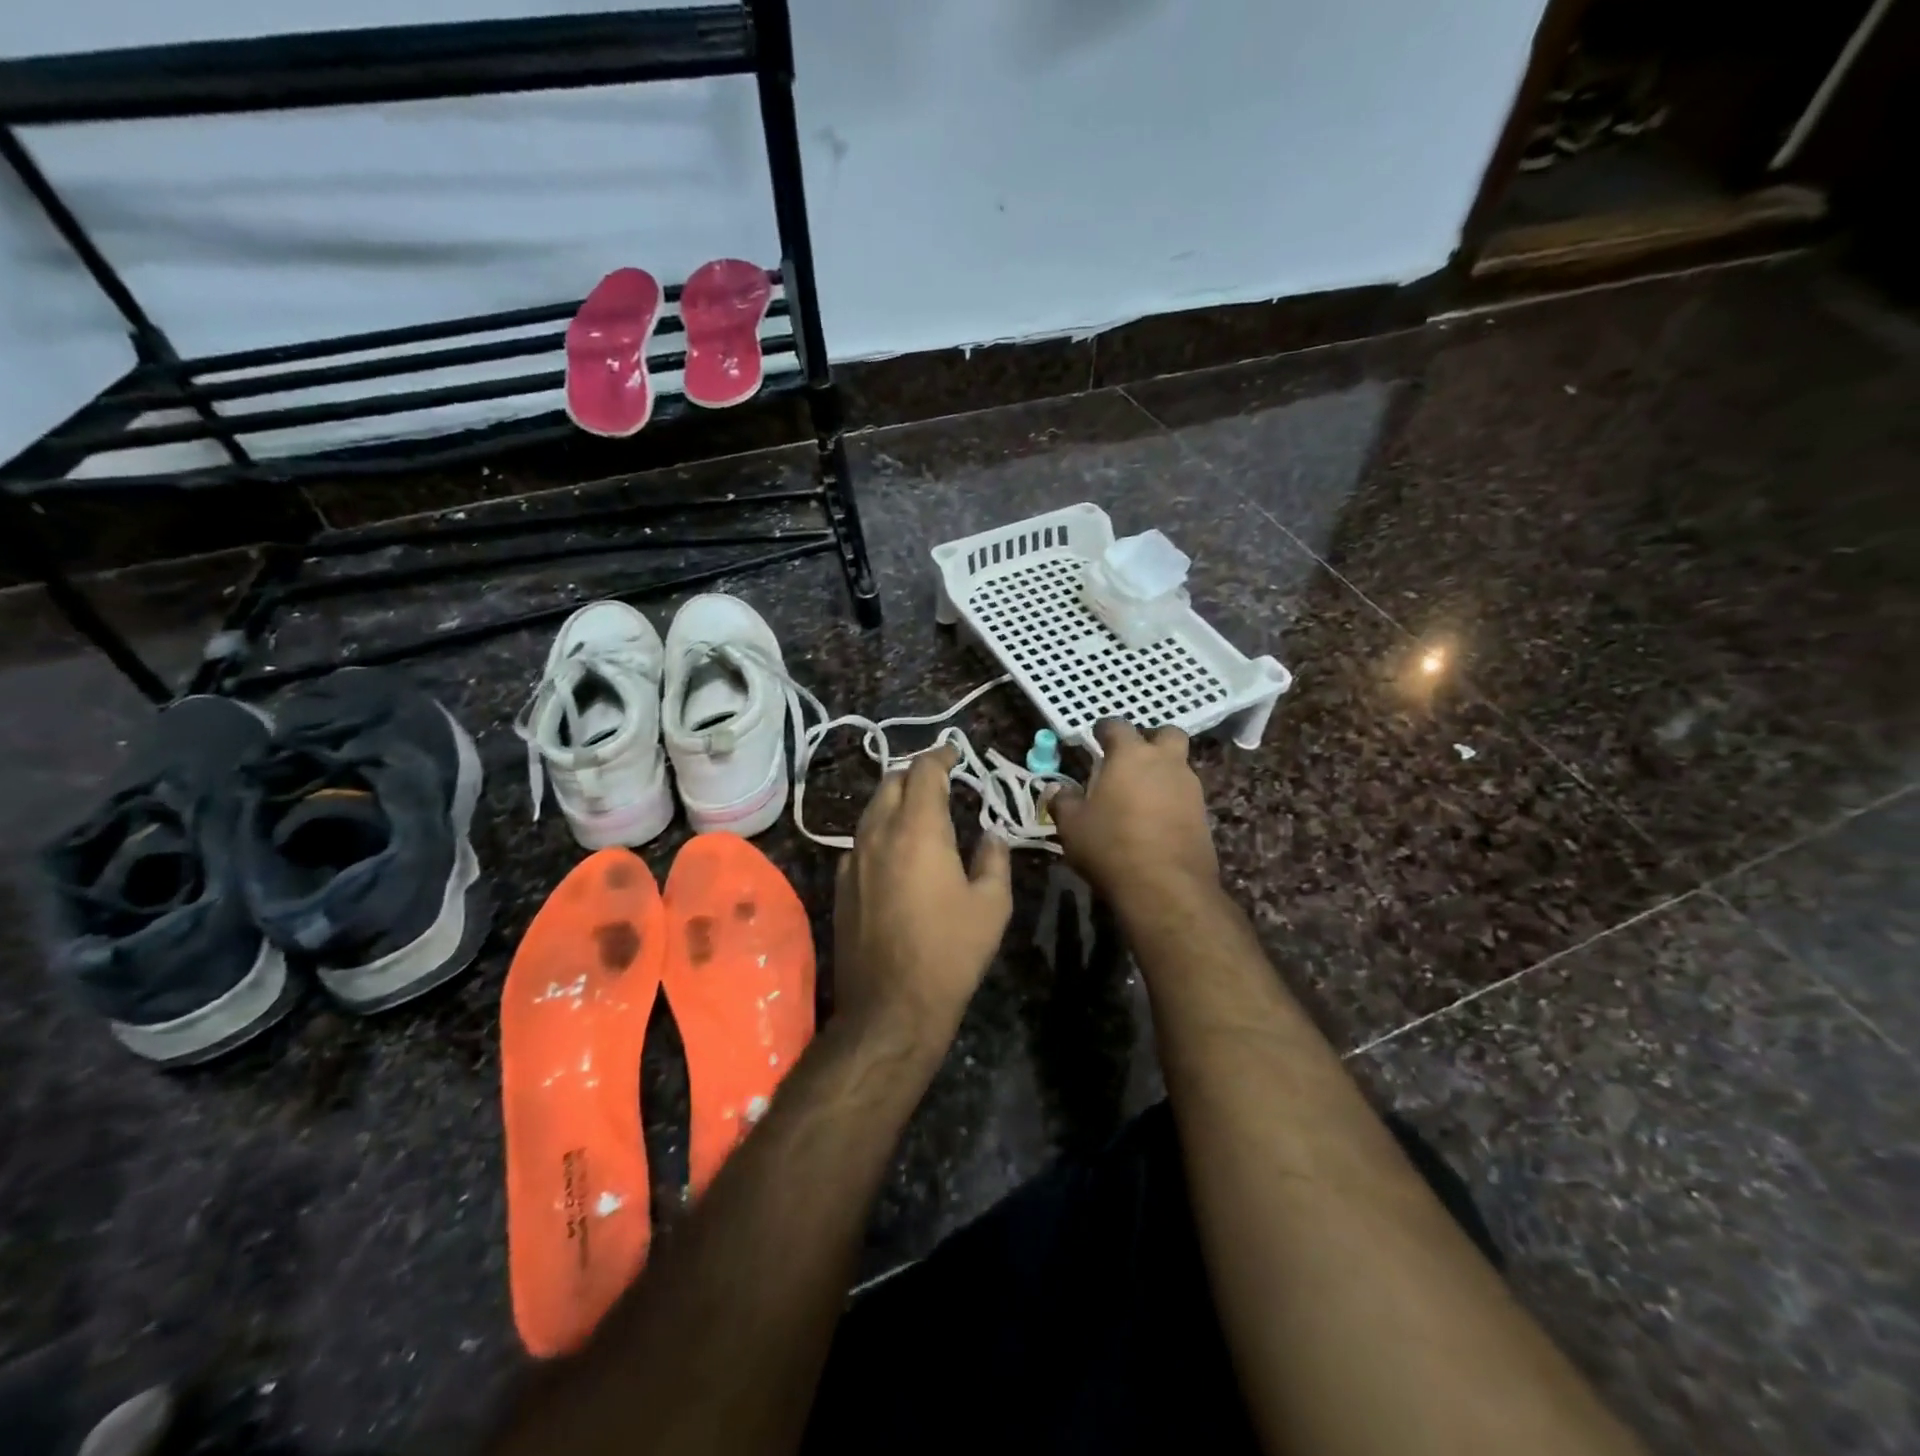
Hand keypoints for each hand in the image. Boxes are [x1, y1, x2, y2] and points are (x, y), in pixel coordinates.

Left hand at [833, 745, 1012, 1047]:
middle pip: (890, 782)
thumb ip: (994, 859)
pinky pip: (860, 841)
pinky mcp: (840, 885)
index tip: (955, 754)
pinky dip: (880, 831)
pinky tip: (895, 851)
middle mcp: (878, 834)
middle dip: (915, 773)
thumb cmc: (950, 952)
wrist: (891, 1006)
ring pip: (871, 810)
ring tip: (919, 811)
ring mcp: (853, 860)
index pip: (924, 772)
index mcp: (918, 830)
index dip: (940, 756)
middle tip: (940, 780)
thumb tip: (990, 835)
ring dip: (895, 801)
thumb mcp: (992, 905)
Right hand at [1048, 719, 1219, 907]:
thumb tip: (1057, 789)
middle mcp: (1165, 763)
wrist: (1166, 887)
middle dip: (1150, 740)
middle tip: (1131, 758)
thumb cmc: (1111, 846)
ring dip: (1162, 771)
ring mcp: (1190, 788)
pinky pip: (1185, 795)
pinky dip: (1171, 799)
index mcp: (1130, 755)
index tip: (1095, 738)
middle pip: (1166, 734)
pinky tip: (1155, 820)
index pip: (1117, 725)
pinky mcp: (1203, 815)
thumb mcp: (1072, 825)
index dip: (1104, 729)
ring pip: (1179, 765)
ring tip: (1139, 794)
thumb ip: (1064, 801)